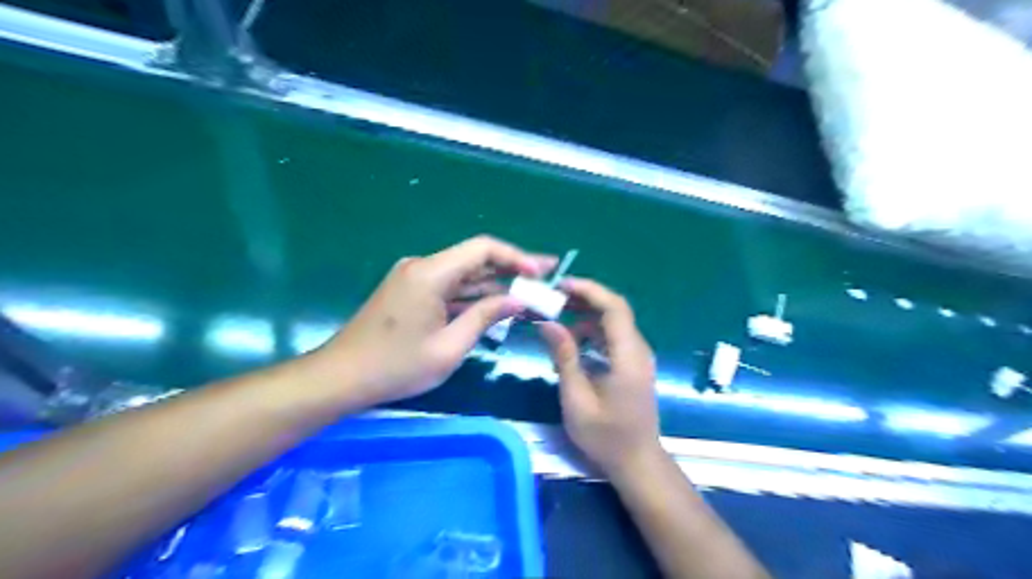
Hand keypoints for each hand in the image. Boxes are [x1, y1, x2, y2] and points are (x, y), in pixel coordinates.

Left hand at [315, 236, 555, 406]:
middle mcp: (422, 266)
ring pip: (463, 274)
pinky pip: (449, 287)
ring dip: (493, 283)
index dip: (515, 256)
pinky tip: (496, 303)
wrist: (341, 377)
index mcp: (430, 273)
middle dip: (511, 268)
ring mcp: (414, 278)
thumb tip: (517, 299)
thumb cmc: (396, 367)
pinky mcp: (410, 291)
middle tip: (544, 277)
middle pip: (474, 258)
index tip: (540, 271)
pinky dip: (472, 295)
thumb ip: (485, 317)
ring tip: (528, 292)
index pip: (482, 249)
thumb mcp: (449, 347)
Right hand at [542, 279, 661, 475]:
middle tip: (553, 299)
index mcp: (628, 356)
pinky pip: (613, 338)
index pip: (614, 307)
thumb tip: (547, 323)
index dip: (589, 290)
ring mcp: (637, 357)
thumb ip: (564, 357)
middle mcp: (637, 349)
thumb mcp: (577, 398)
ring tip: (556, 319)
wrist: (637, 462)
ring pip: (613, 323)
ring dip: (586, 316)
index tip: (561, 286)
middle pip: (615, 310)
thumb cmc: (606, 436)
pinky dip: (592, 333)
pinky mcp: (633, 365)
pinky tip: (572, 343)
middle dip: (584, 299)